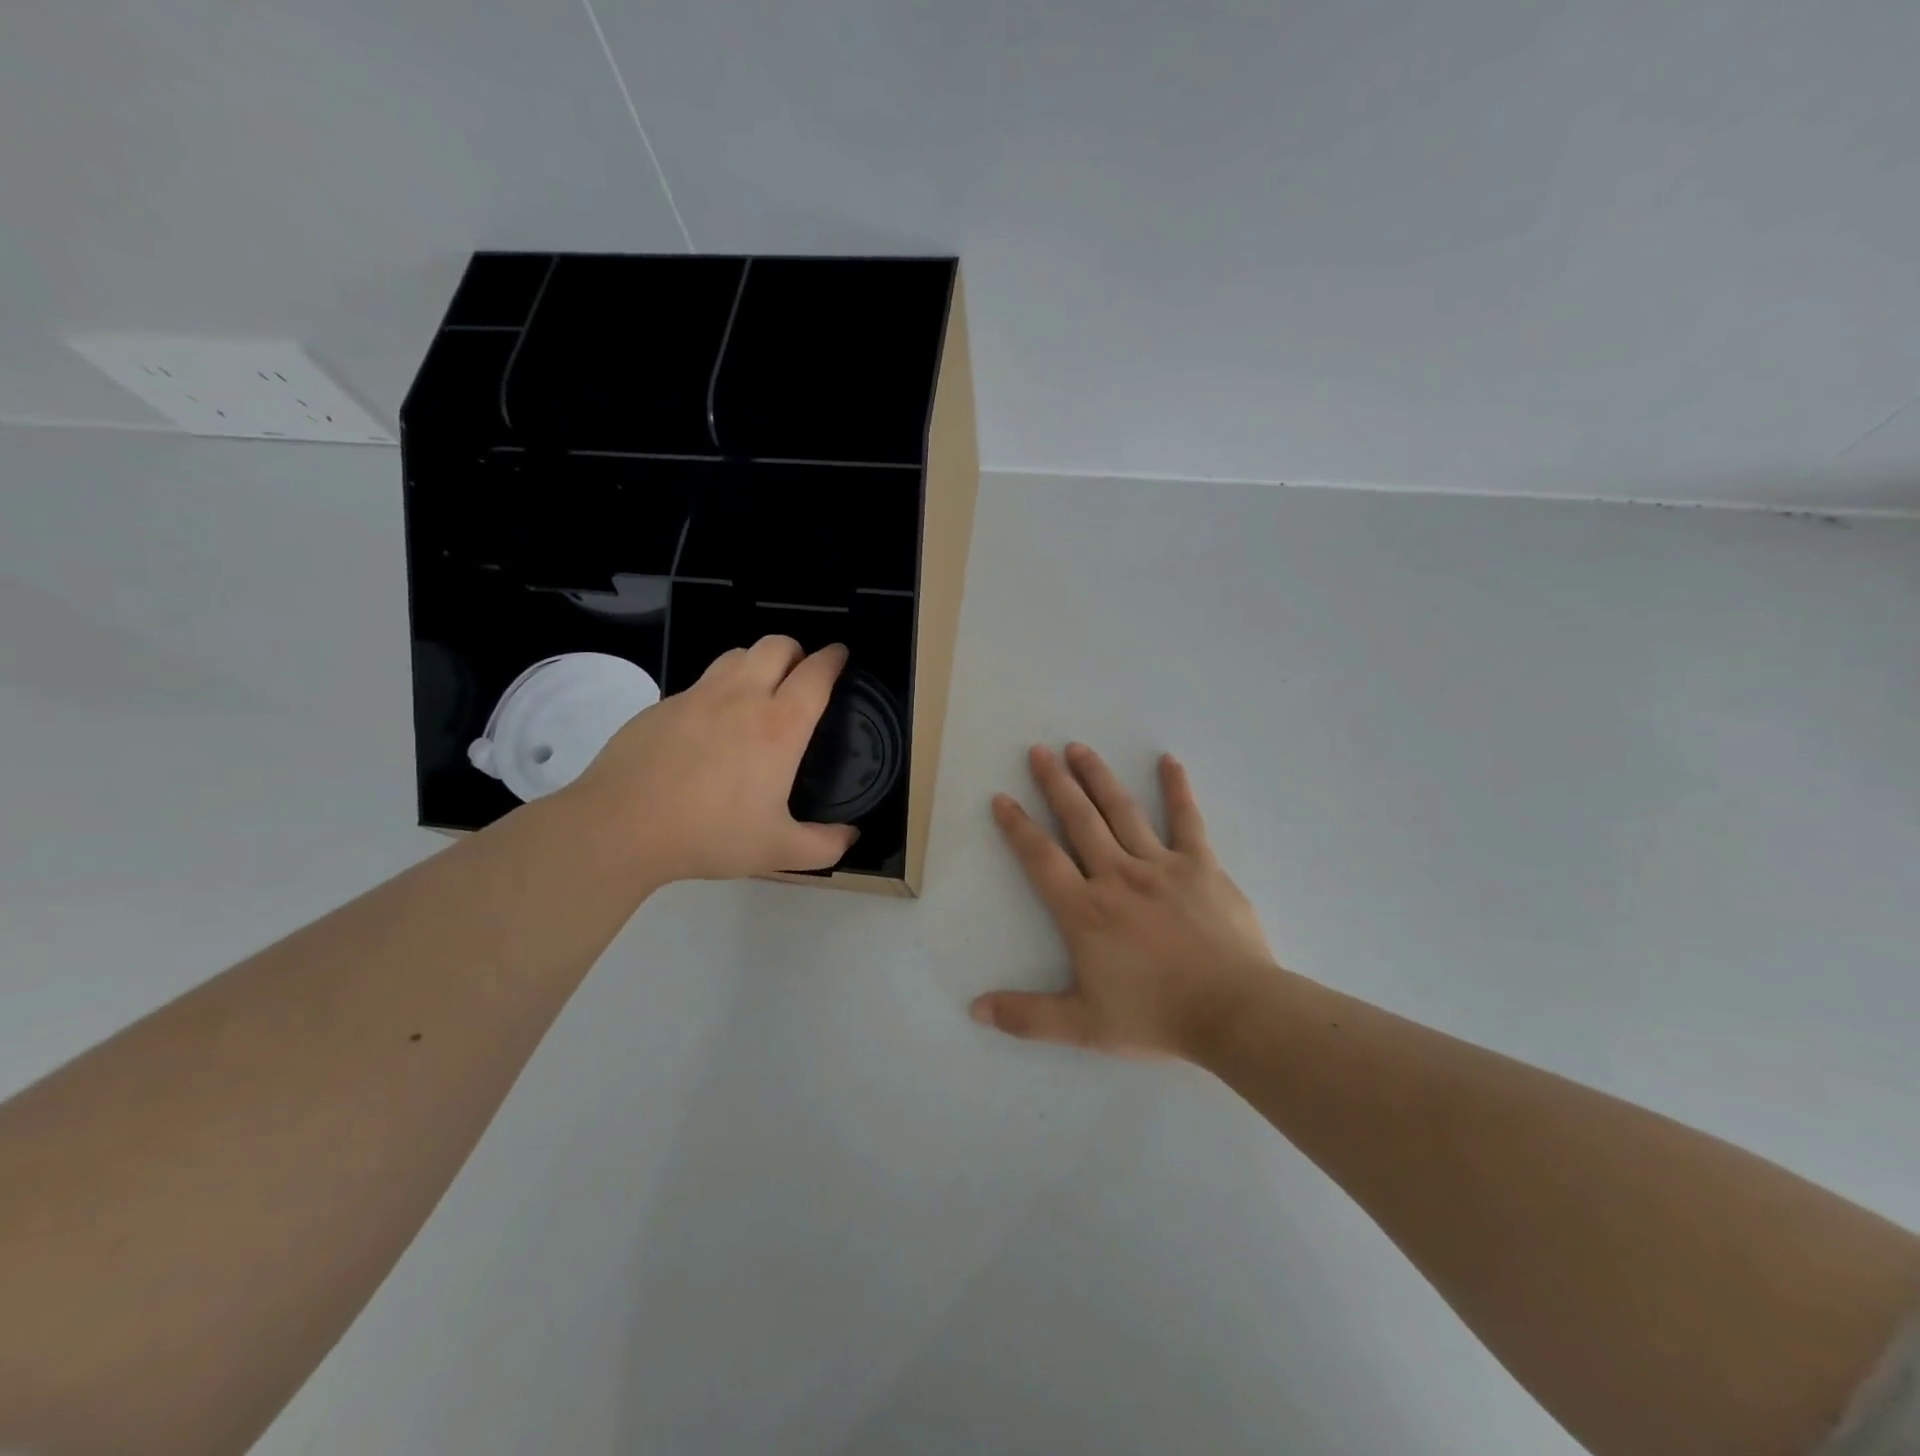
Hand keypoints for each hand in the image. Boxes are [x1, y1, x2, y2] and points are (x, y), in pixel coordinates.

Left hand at [567, 637, 858, 881]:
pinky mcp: (662, 705)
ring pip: (736, 654)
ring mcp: (697, 696)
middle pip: (776, 645)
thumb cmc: (709, 834)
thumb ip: (824, 846)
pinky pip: (701, 682)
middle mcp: (742, 697)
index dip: (834, 658)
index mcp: (779, 726)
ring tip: (759, 688)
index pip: (815, 673)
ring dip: (757, 661)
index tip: (840, 655)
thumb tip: (852, 837)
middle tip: (801, 671)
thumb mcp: (777, 851)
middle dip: (797, 649)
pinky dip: (718, 688)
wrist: (621, 826)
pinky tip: (711, 724)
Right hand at [972, 743, 1278, 1060]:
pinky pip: (1186, 819)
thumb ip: (1028, 1016)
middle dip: (1055, 783)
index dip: (1017, 827)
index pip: (1041, 858)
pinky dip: (1176, 789)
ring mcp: (1160, 865)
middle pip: (1079, 820)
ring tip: (1079, 747)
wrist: (1234, 1012)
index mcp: (1085, 911)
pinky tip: (1169, 761)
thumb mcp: (1084, 1026)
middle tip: (1039, 750)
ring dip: (1098, 777)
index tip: (1002, 798)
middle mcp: (1117, 876)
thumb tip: (975, 1010)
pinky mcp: (1201, 865)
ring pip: (1122, 811)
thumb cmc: (1156, 1017)